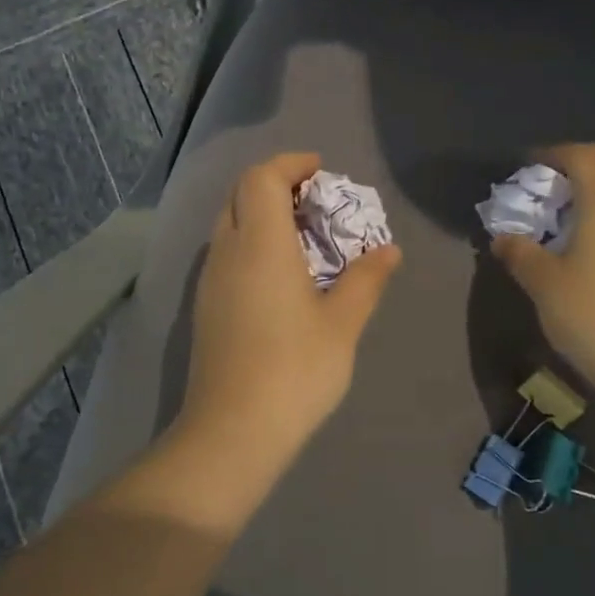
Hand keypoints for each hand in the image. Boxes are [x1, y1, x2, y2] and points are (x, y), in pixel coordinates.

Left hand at [175, 152, 402, 472]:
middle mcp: (227, 252)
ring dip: (262, 216)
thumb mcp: (342, 324)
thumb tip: (388, 250)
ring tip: (303, 238)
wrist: (232, 431)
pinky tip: (281, 276)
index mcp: (260, 244)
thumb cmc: (295, 370)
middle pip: (241, 195)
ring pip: (230, 224)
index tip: (321, 171)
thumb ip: (366, 280)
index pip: (262, 178)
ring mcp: (210, 281)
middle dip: (277, 185)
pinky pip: (226, 253)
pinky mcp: (206, 307)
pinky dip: (252, 244)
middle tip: (316, 203)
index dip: (290, 164)